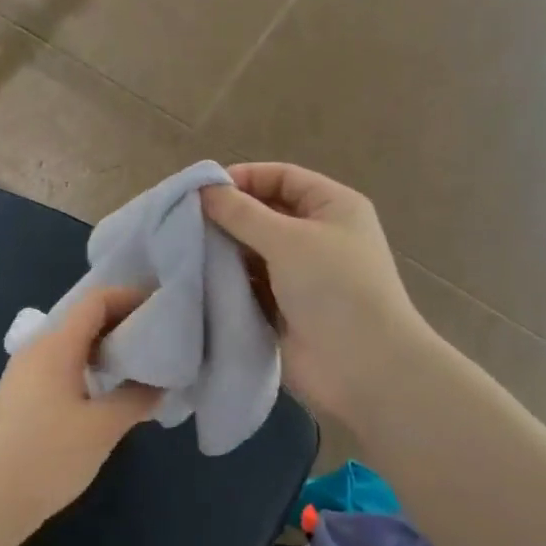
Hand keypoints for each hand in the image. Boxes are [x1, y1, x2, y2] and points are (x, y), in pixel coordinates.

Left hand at [0, 287, 161, 531]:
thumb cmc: (48, 458)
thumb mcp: (103, 428)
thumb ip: (136, 398)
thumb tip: (159, 383)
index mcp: (55, 346)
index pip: (95, 300)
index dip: (130, 297)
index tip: (162, 307)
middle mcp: (36, 349)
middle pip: (83, 318)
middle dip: (122, 321)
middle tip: (159, 336)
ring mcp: (25, 372)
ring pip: (72, 343)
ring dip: (106, 346)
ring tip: (140, 362)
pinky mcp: (21, 395)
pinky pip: (62, 364)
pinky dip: (89, 365)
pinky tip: (109, 389)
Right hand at [201, 163, 429, 422]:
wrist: (363, 367)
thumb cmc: (334, 288)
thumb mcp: (289, 239)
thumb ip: (242, 213)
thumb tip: (204, 189)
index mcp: (332, 207)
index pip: (282, 177)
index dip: (244, 178)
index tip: (201, 191)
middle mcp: (318, 236)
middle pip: (265, 214)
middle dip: (228, 217)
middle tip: (183, 222)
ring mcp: (301, 275)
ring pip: (253, 252)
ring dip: (224, 251)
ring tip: (184, 251)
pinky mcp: (284, 309)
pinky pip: (250, 286)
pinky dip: (228, 282)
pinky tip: (197, 280)